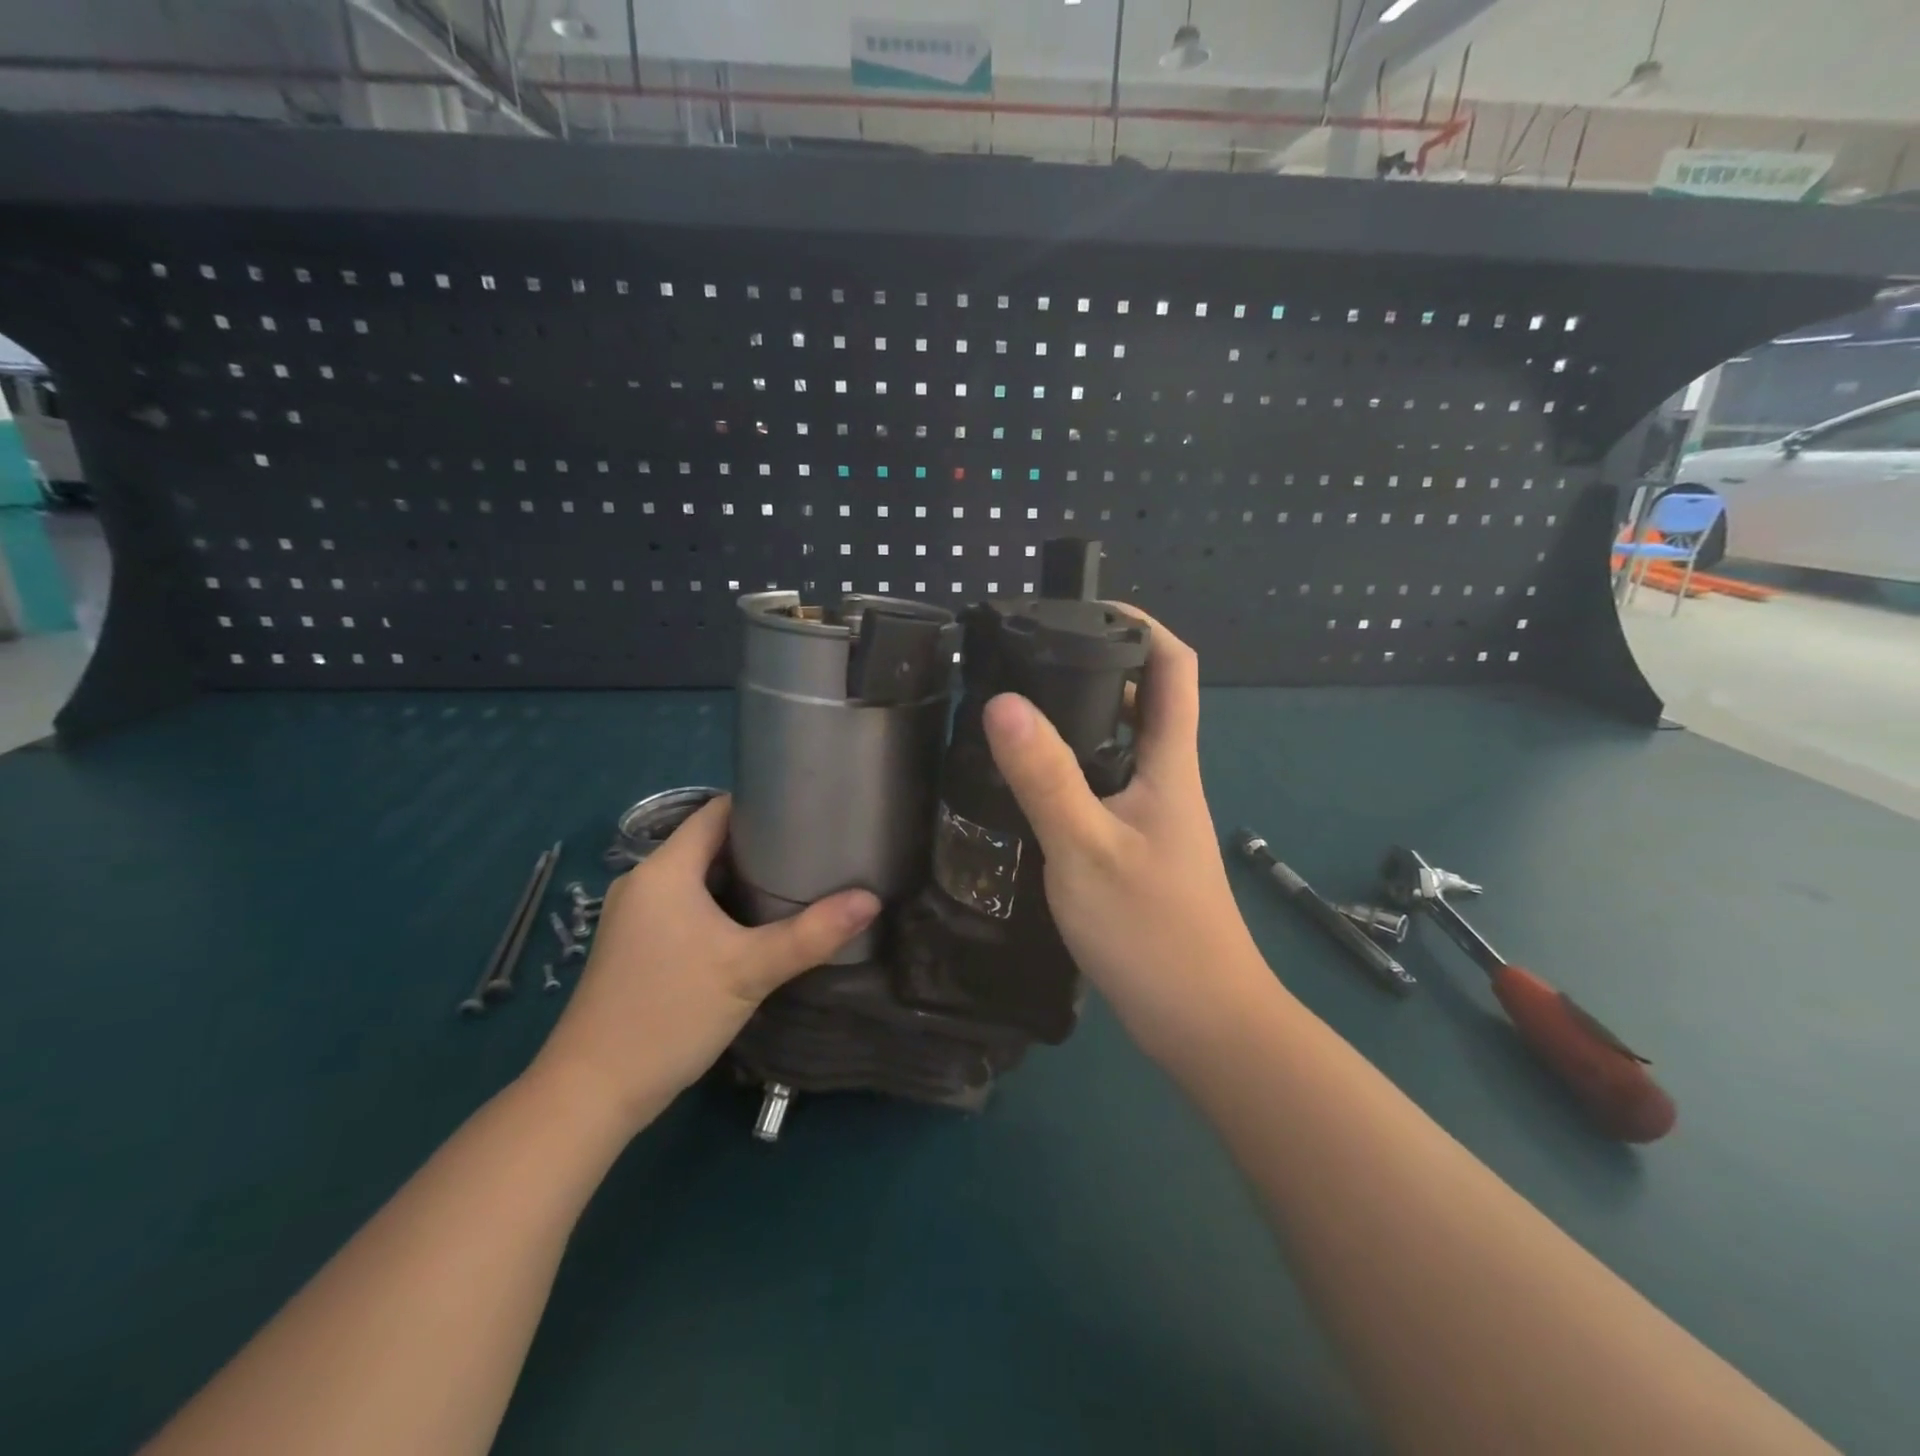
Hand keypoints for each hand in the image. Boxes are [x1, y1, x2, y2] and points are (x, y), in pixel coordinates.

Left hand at [531, 796, 878, 1129]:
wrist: (593, 1092)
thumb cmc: (670, 1014)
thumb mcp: (749, 971)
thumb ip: (812, 934)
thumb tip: (871, 901)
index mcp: (664, 870)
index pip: (716, 812)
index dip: (761, 805)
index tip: (807, 812)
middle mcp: (643, 882)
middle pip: (709, 843)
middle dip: (759, 844)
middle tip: (812, 851)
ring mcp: (634, 915)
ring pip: (697, 878)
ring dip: (740, 878)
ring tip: (794, 882)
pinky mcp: (635, 945)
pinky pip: (685, 906)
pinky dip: (719, 905)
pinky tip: (753, 926)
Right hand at [983, 614, 1281, 1064]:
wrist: (1202, 1023)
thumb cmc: (1153, 932)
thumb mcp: (1086, 849)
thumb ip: (1045, 777)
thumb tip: (1003, 701)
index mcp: (1170, 765)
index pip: (1174, 667)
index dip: (1140, 624)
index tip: (1085, 608)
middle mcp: (1168, 781)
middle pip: (1145, 701)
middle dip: (1096, 668)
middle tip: (1029, 660)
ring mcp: (1154, 819)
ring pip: (1121, 749)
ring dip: (1081, 721)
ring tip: (1017, 713)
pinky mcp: (1137, 852)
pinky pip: (1105, 790)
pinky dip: (1073, 771)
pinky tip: (1031, 788)